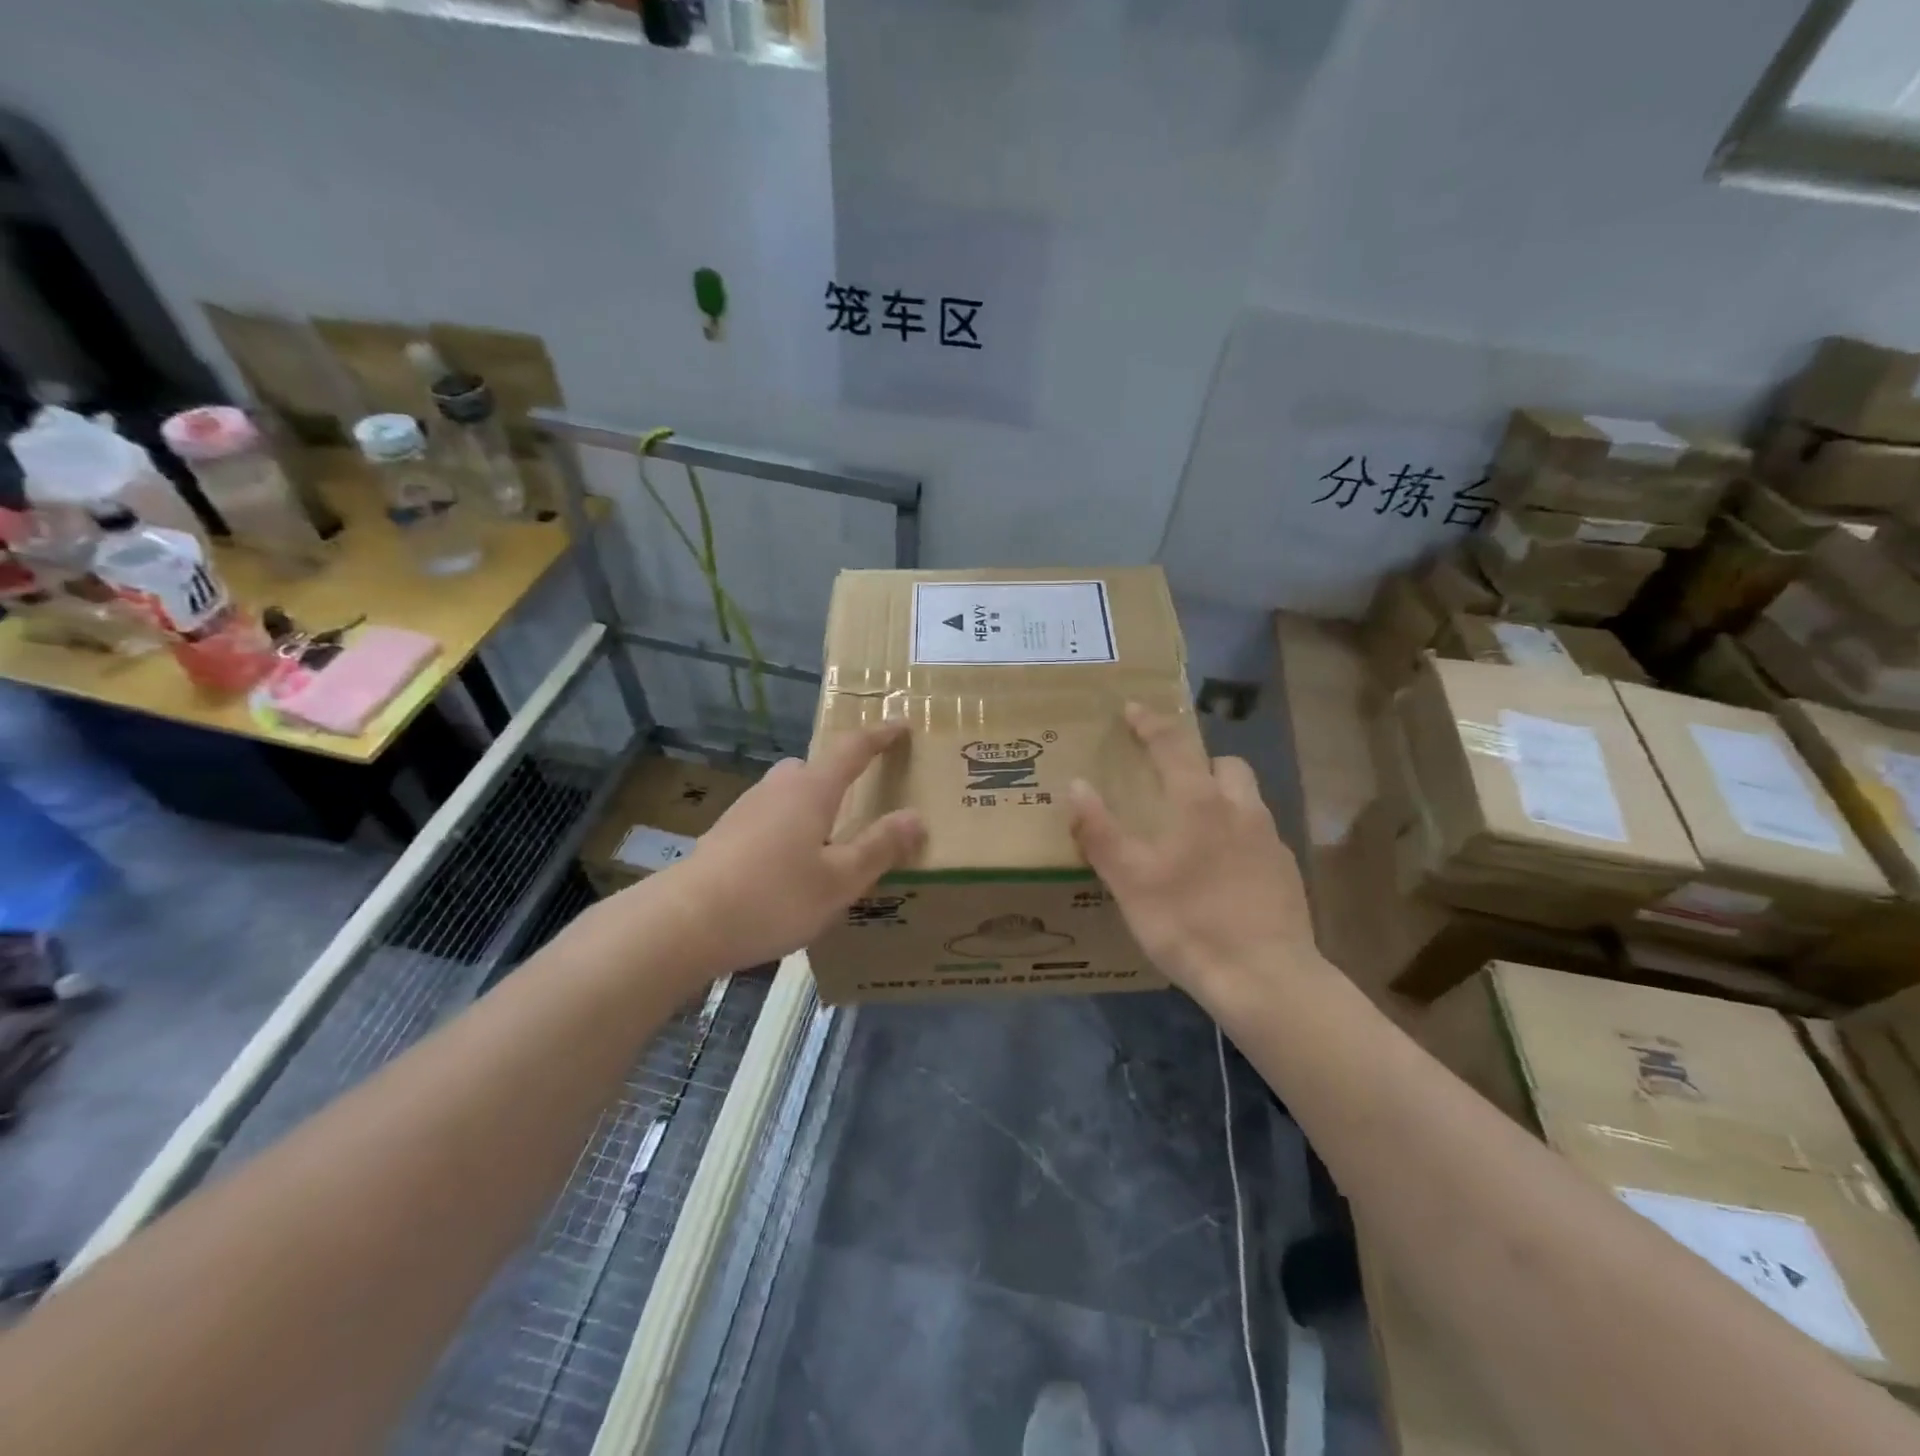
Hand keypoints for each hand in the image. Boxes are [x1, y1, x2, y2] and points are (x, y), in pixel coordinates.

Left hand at [654, 722, 924, 973]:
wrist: (683, 923)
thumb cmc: (773, 897)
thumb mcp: (839, 881)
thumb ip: (879, 847)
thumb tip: (915, 817)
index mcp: (811, 790)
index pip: (852, 749)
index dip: (879, 736)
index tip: (901, 726)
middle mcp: (777, 789)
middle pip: (814, 768)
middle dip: (840, 776)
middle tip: (862, 798)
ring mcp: (745, 810)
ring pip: (788, 795)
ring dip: (812, 807)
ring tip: (829, 843)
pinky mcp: (724, 835)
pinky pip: (769, 818)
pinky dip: (788, 829)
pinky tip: (789, 868)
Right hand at [1068, 704, 1318, 1002]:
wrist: (1266, 980)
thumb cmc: (1188, 923)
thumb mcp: (1130, 881)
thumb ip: (1100, 831)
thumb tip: (1076, 785)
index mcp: (1201, 803)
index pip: (1174, 745)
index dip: (1151, 723)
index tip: (1132, 709)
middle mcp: (1242, 810)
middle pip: (1225, 764)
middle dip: (1198, 761)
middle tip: (1170, 780)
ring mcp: (1271, 842)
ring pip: (1246, 799)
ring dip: (1220, 797)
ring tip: (1192, 828)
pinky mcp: (1287, 874)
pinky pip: (1258, 835)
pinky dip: (1236, 835)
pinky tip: (1220, 872)